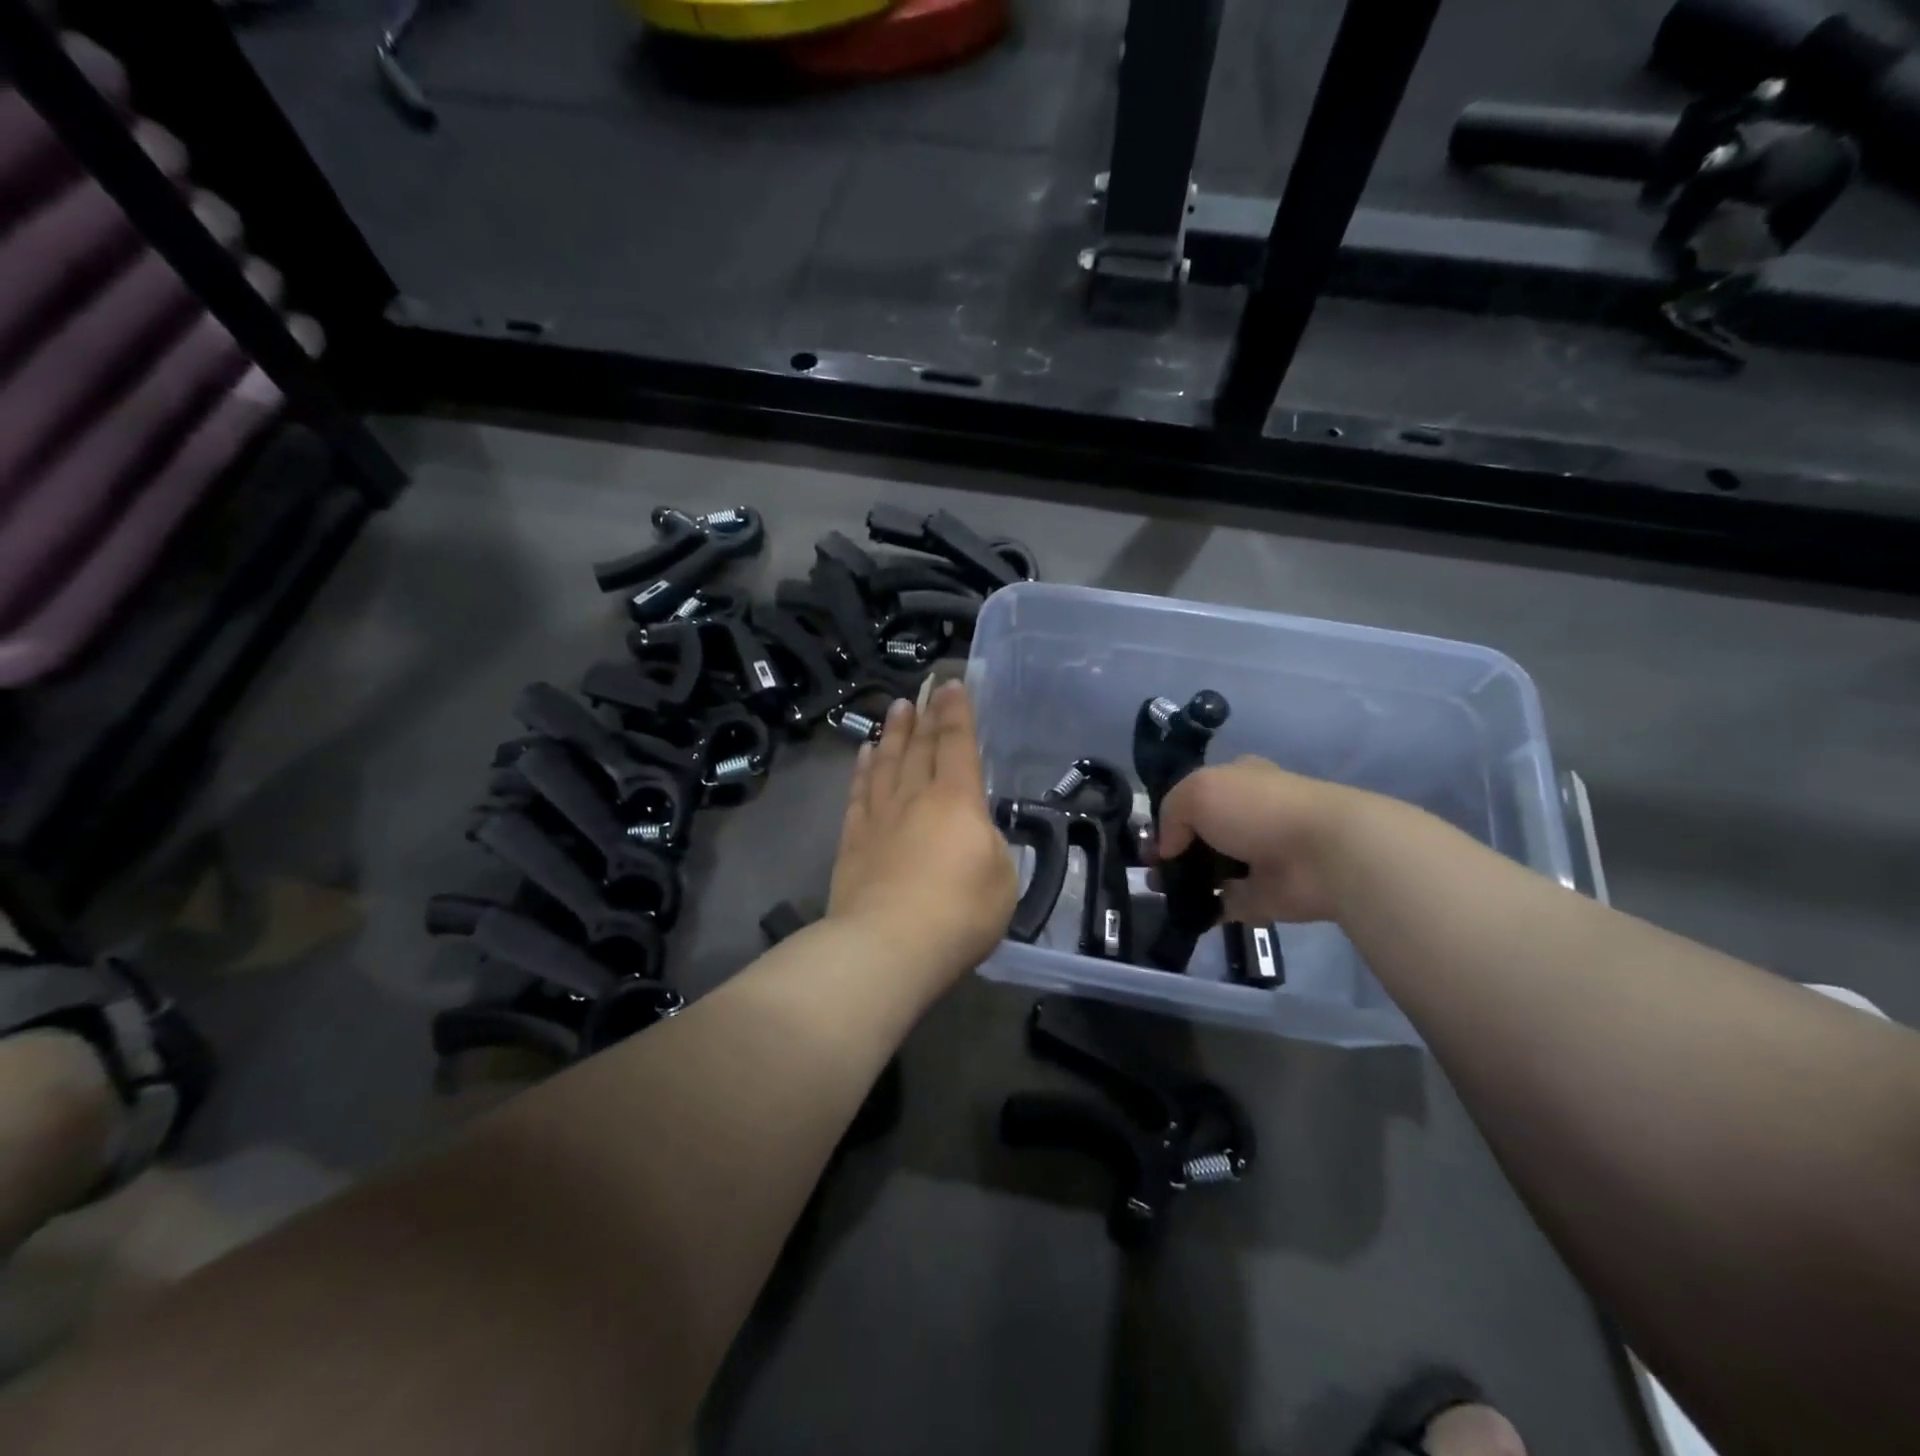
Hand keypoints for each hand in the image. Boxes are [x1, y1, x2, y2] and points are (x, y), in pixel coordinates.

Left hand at [828, 682, 1017, 984]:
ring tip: (897, 707)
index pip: (958, 743)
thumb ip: (991, 847)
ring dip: (893, 731)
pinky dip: (863, 768)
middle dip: (926, 712)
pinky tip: (864, 753)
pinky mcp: (853, 839)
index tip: (954, 684)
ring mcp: (880, 816)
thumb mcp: (1003, 879)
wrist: (887, 946)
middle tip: (926, 686)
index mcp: (957, 800)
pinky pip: (859, 791)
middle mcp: (916, 796)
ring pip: (887, 761)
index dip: (958, 711)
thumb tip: (974, 834)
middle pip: (920, 745)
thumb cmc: (959, 913)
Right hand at [1157, 757, 1388, 924]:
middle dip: (1171, 850)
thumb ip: (1170, 813)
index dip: (1169, 814)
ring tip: (1157, 890)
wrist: (1323, 854)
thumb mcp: (1198, 790)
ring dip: (1181, 881)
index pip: (1196, 796)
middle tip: (1148, 867)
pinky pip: (1223, 904)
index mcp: (1237, 783)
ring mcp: (1256, 860)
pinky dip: (1202, 909)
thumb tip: (1166, 848)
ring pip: (1208, 870)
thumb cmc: (1258, 809)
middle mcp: (1248, 818)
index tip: (1148, 836)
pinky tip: (1179, 910)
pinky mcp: (1261, 897)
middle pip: (1199, 835)